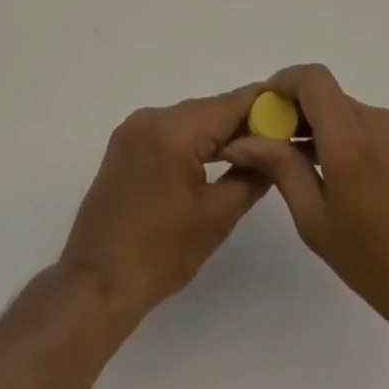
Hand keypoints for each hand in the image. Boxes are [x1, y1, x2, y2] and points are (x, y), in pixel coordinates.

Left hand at [58, 84, 268, 318]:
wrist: (96, 284)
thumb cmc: (160, 254)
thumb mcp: (216, 217)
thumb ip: (251, 176)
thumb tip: (274, 151)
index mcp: (173, 130)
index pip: (229, 104)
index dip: (263, 105)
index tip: (292, 111)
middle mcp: (151, 116)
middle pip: (209, 109)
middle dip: (243, 121)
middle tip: (278, 136)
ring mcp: (134, 128)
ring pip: (190, 119)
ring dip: (218, 132)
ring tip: (253, 149)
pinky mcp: (125, 144)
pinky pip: (170, 131)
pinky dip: (193, 140)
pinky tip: (214, 158)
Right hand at [222, 64, 388, 339]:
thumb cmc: (375, 265)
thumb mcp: (315, 220)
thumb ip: (280, 168)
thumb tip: (241, 140)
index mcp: (351, 140)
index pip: (312, 79)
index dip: (284, 83)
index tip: (265, 109)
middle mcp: (379, 121)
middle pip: (329, 96)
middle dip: (300, 112)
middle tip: (279, 146)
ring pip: (349, 110)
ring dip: (326, 127)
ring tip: (313, 169)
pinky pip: (372, 124)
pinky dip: (351, 136)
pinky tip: (348, 177)